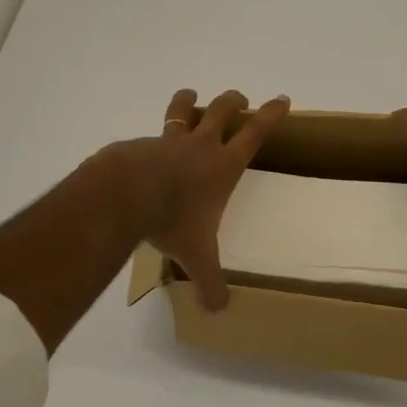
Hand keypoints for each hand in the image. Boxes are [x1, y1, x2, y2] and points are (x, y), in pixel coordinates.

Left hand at [104, 88, 289, 310]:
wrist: (123, 194)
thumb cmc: (172, 220)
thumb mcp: (197, 256)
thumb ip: (209, 282)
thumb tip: (218, 311)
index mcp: (223, 166)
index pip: (256, 134)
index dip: (272, 116)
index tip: (282, 99)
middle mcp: (199, 146)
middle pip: (223, 112)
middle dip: (234, 102)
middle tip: (241, 98)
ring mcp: (169, 141)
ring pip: (183, 112)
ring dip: (189, 102)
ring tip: (190, 95)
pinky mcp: (140, 145)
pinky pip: (151, 136)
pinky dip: (154, 139)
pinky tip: (145, 151)